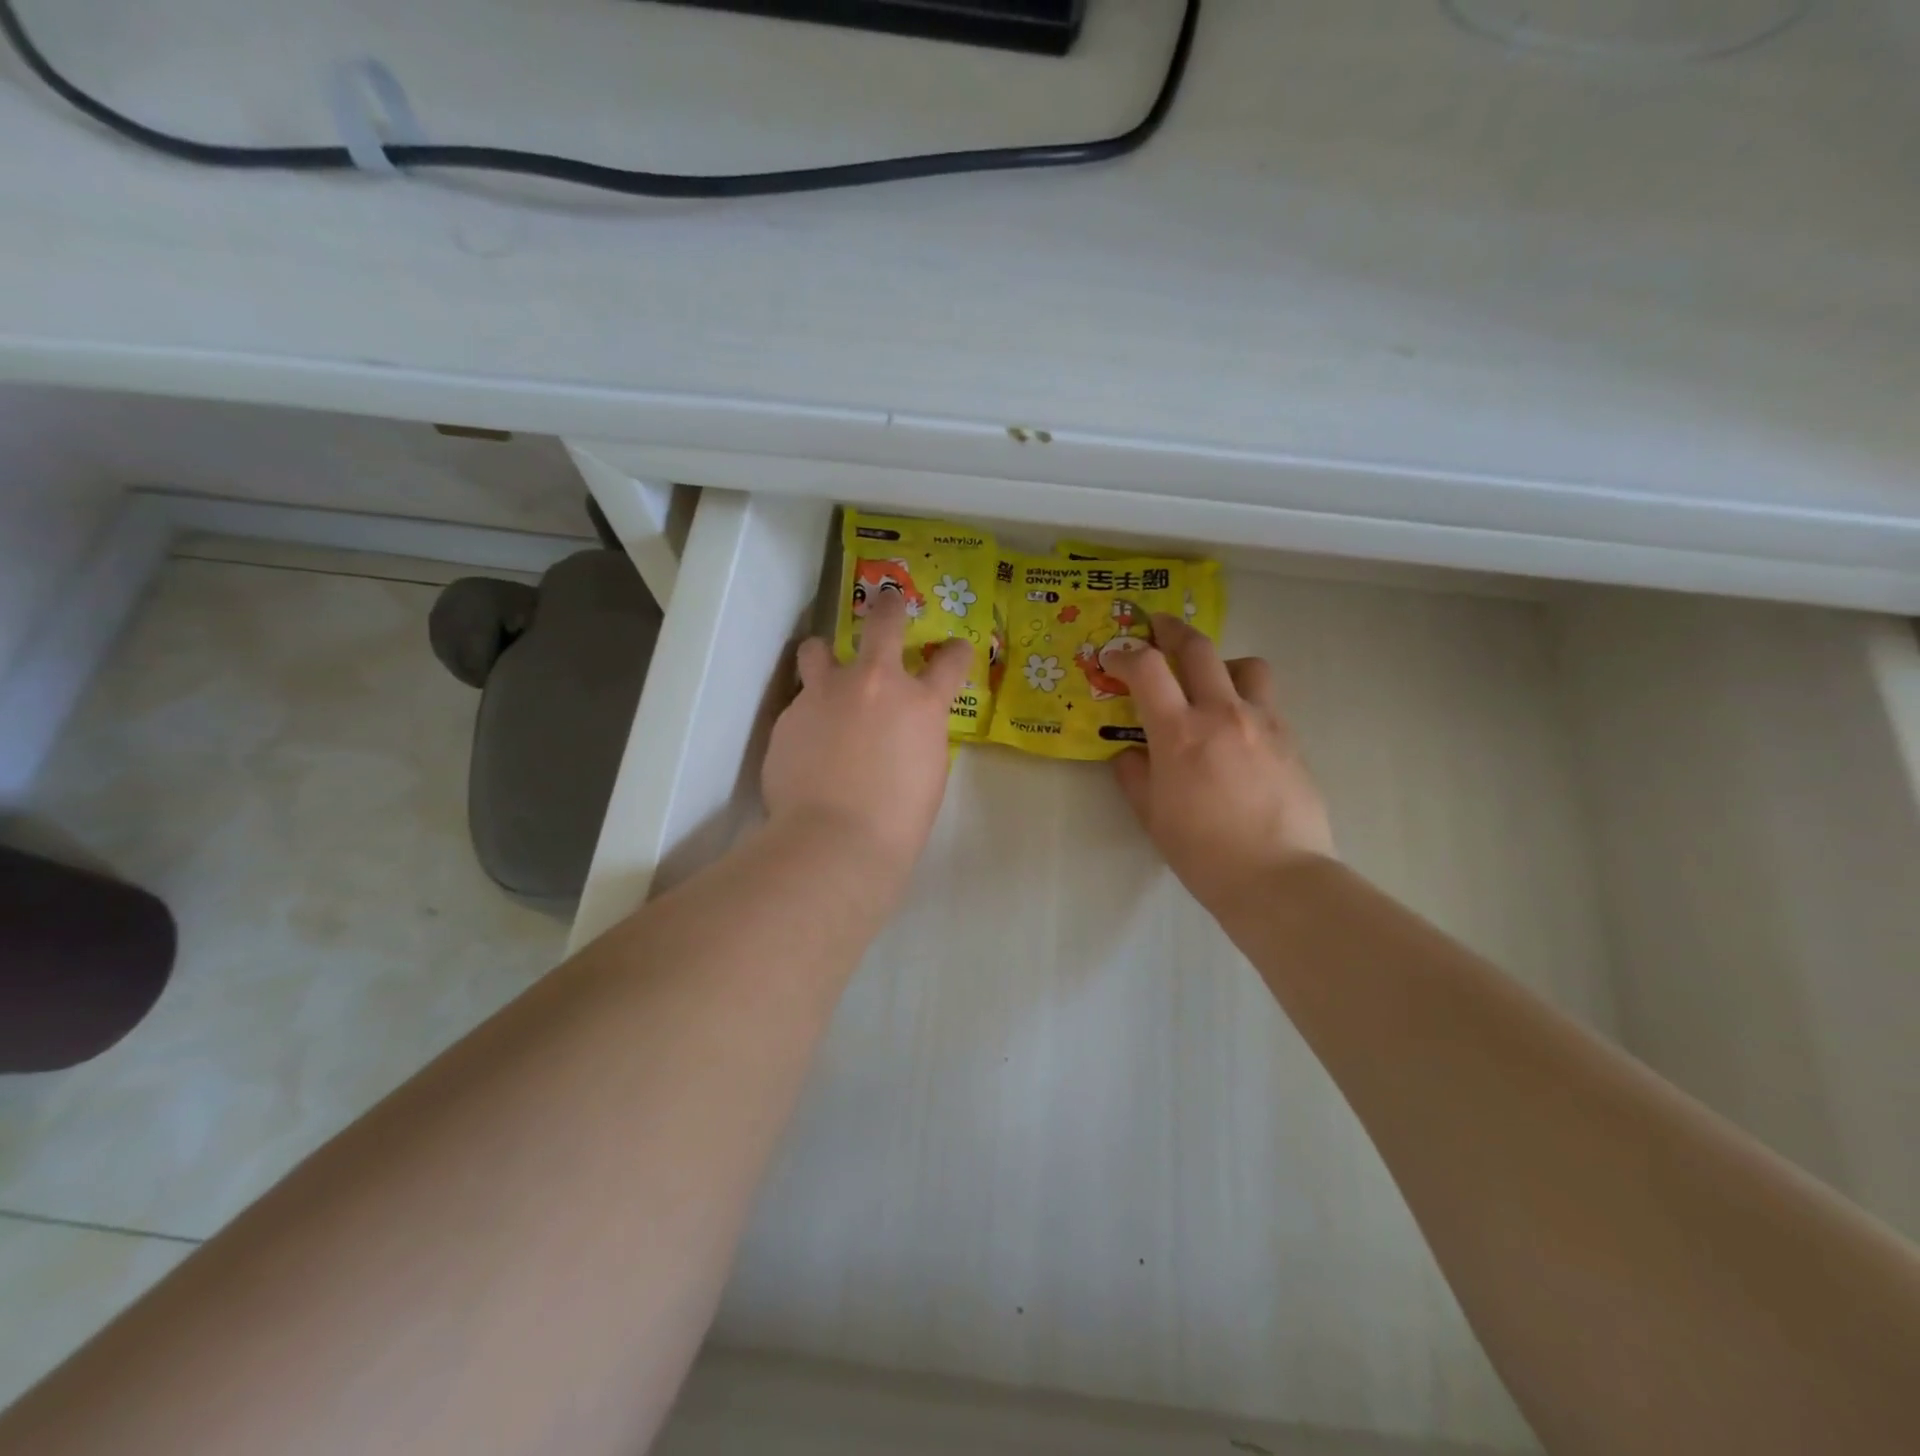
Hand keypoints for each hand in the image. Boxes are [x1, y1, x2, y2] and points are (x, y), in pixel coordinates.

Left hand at [763, 591, 970, 873]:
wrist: (835, 839)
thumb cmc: (898, 819)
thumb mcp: (928, 771)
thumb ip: (918, 735)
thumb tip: (903, 726)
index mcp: (921, 704)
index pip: (950, 661)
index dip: (955, 652)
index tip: (954, 650)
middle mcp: (874, 684)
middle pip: (883, 622)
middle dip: (889, 607)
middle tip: (888, 601)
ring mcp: (826, 694)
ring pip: (818, 648)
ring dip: (825, 655)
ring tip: (824, 671)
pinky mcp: (789, 715)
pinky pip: (800, 703)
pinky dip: (808, 715)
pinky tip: (807, 746)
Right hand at [1107, 615, 1333, 912]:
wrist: (1278, 877)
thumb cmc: (1203, 852)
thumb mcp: (1152, 815)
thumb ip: (1135, 775)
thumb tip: (1130, 753)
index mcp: (1179, 733)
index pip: (1147, 668)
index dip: (1123, 654)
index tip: (1112, 658)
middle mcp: (1221, 713)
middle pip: (1197, 647)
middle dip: (1170, 630)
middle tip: (1156, 629)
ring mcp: (1262, 721)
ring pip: (1243, 664)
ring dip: (1219, 661)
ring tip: (1208, 681)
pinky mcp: (1290, 737)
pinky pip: (1266, 698)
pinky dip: (1244, 696)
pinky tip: (1236, 726)